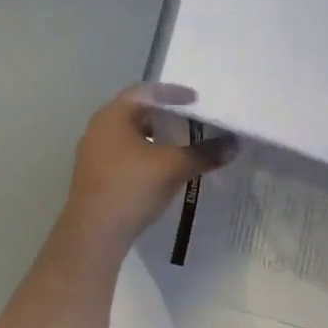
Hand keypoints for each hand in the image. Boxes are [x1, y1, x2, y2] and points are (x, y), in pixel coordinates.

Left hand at [59, 84, 235, 253]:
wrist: (93, 236)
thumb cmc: (131, 187)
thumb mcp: (173, 167)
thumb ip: (204, 152)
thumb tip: (234, 143)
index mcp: (114, 115)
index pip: (146, 91)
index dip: (173, 92)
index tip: (196, 100)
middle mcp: (99, 128)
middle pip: (137, 111)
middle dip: (165, 115)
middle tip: (191, 120)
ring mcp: (94, 153)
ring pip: (130, 135)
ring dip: (155, 137)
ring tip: (180, 145)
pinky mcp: (95, 176)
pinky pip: (124, 155)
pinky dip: (146, 155)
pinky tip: (162, 170)